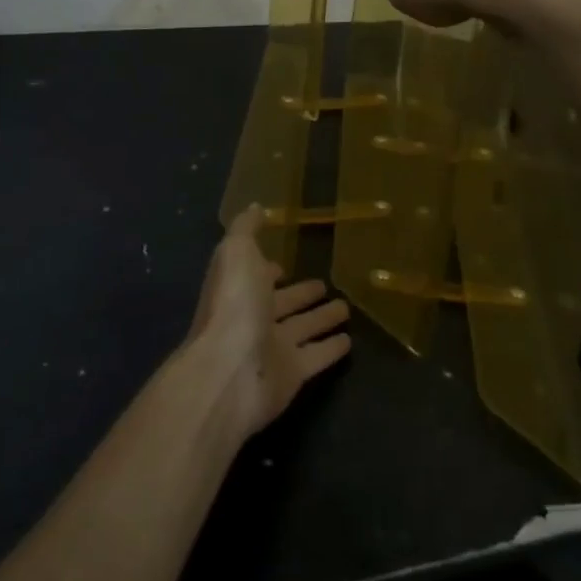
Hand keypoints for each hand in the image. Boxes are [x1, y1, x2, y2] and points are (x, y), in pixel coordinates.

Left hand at [187, 206, 351, 439]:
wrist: (230, 372)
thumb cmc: (233, 305)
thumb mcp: (237, 252)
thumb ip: (246, 228)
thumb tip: (256, 206)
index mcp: (239, 288)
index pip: (257, 276)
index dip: (268, 269)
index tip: (286, 262)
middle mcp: (255, 317)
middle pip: (283, 303)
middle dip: (301, 293)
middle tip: (325, 283)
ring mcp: (274, 348)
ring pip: (303, 329)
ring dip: (321, 318)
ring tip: (346, 308)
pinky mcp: (294, 374)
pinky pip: (318, 357)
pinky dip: (332, 349)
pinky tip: (350, 342)